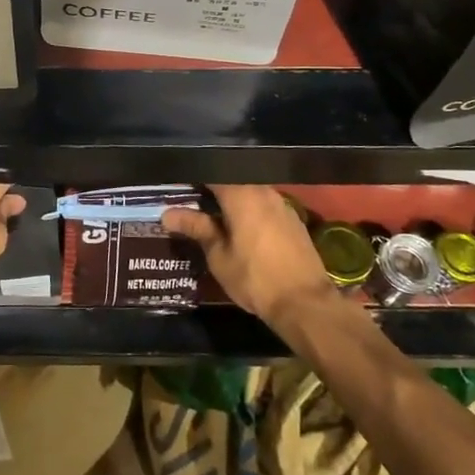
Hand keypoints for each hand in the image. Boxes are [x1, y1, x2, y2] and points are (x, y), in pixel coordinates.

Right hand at [162, 185, 337, 327]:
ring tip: (214, 217)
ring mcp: (281, 204)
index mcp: (241, 193)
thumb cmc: (255, 278)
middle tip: (192, 204)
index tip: (177, 188)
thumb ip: (196, 227)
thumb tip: (168, 214)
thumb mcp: (219, 255)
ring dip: (232, 200)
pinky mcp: (293, 219)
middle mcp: (263, 190)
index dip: (192, 177)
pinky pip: (264, 205)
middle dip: (211, 189)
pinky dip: (249, 210)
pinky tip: (242, 229)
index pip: (211, 171)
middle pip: (231, 179)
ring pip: (249, 191)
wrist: (306, 303)